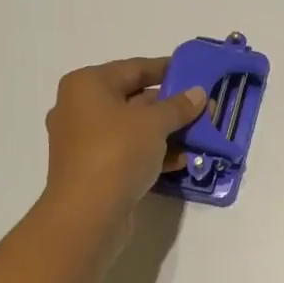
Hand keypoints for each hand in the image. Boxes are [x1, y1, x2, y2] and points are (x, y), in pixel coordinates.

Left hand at [41, 57, 207, 232]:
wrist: (87, 214)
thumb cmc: (116, 153)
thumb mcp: (154, 123)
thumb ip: (178, 106)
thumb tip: (198, 93)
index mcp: (87, 85)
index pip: (134, 68)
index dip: (166, 69)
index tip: (194, 71)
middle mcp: (80, 108)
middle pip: (134, 98)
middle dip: (170, 105)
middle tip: (203, 107)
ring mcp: (85, 141)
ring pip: (133, 128)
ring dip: (166, 131)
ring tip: (201, 134)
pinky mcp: (93, 168)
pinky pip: (128, 151)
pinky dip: (153, 153)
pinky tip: (183, 160)